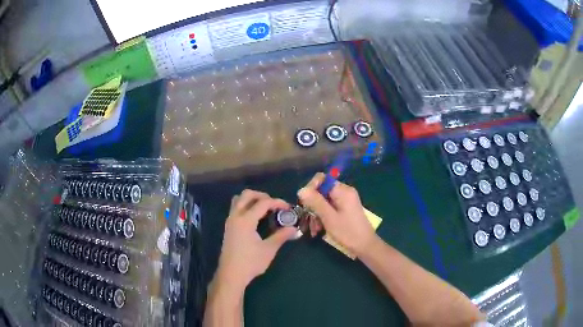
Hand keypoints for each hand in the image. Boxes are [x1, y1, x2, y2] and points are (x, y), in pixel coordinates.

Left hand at [214, 190, 297, 294]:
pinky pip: (236, 208)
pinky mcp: (228, 227)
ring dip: (252, 200)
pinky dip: (246, 206)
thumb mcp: (269, 249)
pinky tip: (255, 219)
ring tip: (264, 209)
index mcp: (245, 220)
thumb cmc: (250, 262)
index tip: (288, 208)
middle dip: (262, 196)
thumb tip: (294, 228)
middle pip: (247, 195)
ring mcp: (230, 221)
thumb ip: (281, 236)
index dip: (277, 202)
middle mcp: (235, 216)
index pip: (263, 203)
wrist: (231, 274)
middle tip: (274, 205)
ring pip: (238, 200)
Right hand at [298, 173, 376, 256]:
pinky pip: (330, 208)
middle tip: (307, 220)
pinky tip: (319, 229)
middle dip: (312, 205)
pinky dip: (323, 217)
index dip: (311, 188)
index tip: (305, 203)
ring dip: (316, 214)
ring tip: (314, 229)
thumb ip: (315, 202)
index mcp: (343, 191)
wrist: (365, 246)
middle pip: (322, 191)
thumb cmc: (348, 232)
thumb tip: (301, 189)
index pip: (322, 179)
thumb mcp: (329, 218)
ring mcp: (345, 201)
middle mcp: (344, 192)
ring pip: (324, 201)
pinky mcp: (345, 209)